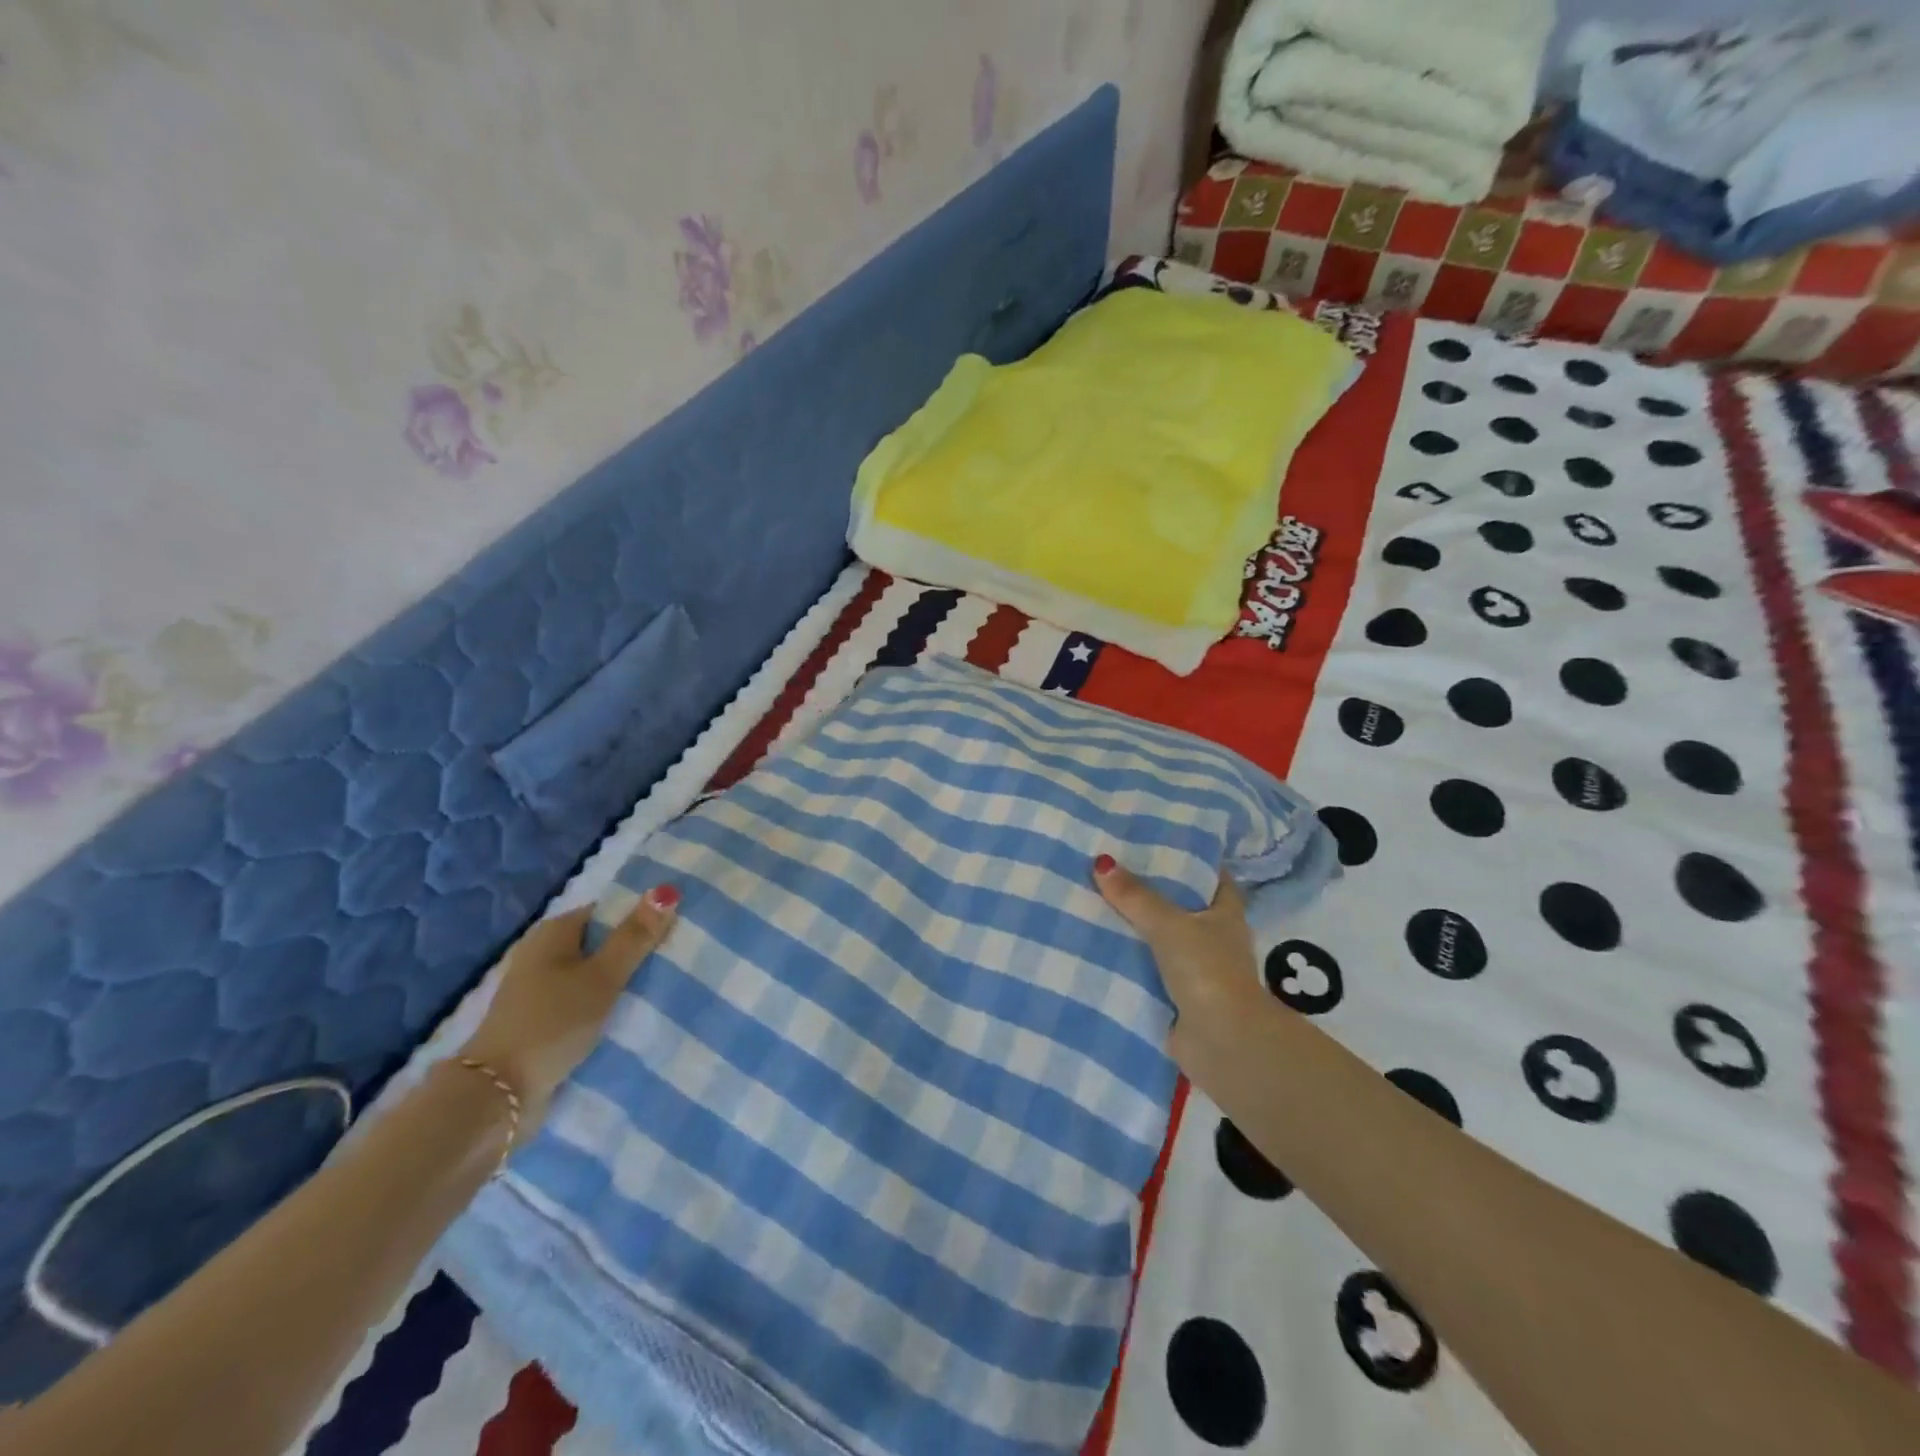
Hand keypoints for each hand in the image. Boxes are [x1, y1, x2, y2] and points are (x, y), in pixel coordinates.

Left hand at [457, 886, 678, 1132]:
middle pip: (599, 943)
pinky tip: (629, 1016)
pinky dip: (603, 1006)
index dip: (640, 917)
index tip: (676, 930)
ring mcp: (538, 990)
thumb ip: (635, 936)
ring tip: (662, 988)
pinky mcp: (539, 1021)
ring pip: (592, 976)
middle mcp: (542, 954)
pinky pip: (582, 1002)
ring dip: (620, 983)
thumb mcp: (603, 977)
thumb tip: (666, 890)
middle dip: (633, 952)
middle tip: (677, 960)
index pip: (606, 911)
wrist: (498, 1095)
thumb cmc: (553, 1022)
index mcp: (553, 932)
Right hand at [1093, 855, 1263, 1057]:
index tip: (1160, 843)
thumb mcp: (1169, 924)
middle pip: (1181, 907)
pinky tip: (1096, 946)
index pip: (1213, 877)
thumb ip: (1135, 896)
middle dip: (1152, 893)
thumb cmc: (1207, 971)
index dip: (1192, 860)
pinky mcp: (1177, 997)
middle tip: (1113, 869)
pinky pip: (1148, 970)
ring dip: (1136, 929)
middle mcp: (1214, 939)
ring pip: (1162, 940)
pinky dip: (1129, 962)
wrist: (1222, 1042)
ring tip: (1095, 902)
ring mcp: (1197, 970)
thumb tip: (1102, 862)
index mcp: (1225, 914)